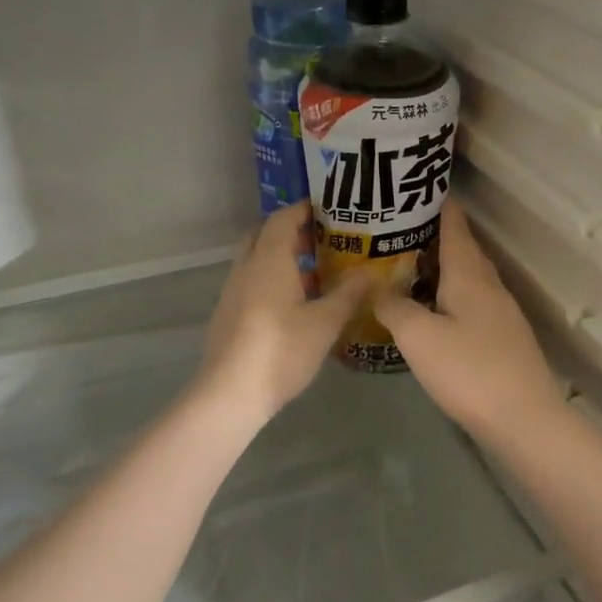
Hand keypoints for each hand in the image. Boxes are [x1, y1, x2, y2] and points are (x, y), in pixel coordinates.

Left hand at [197, 204, 364, 423]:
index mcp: (268, 260)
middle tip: (323, 238)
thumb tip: (372, 272)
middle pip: (264, 235)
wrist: (230, 393)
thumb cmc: (281, 350)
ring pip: (256, 260)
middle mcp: (246, 268)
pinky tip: (295, 303)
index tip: (329, 208)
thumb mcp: (325, 323)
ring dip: (282, 257)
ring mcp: (233, 292)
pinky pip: (252, 282)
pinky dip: (272, 279)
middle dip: (291, 231)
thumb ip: (349, 294)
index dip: (304, 209)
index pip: (282, 218)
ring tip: (316, 271)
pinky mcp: (228, 314)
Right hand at [374, 202, 567, 448]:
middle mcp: (489, 284)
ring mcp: (500, 311)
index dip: (436, 203)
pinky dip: (448, 293)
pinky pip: (471, 300)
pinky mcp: (502, 336)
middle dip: (432, 233)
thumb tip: (377, 286)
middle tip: (395, 229)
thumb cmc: (469, 370)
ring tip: (405, 264)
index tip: (411, 188)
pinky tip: (431, 308)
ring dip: (440, 265)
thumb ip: (394, 307)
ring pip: (467, 275)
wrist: (524, 419)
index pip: (454, 223)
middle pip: (462, 247)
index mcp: (469, 274)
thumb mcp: (419, 337)